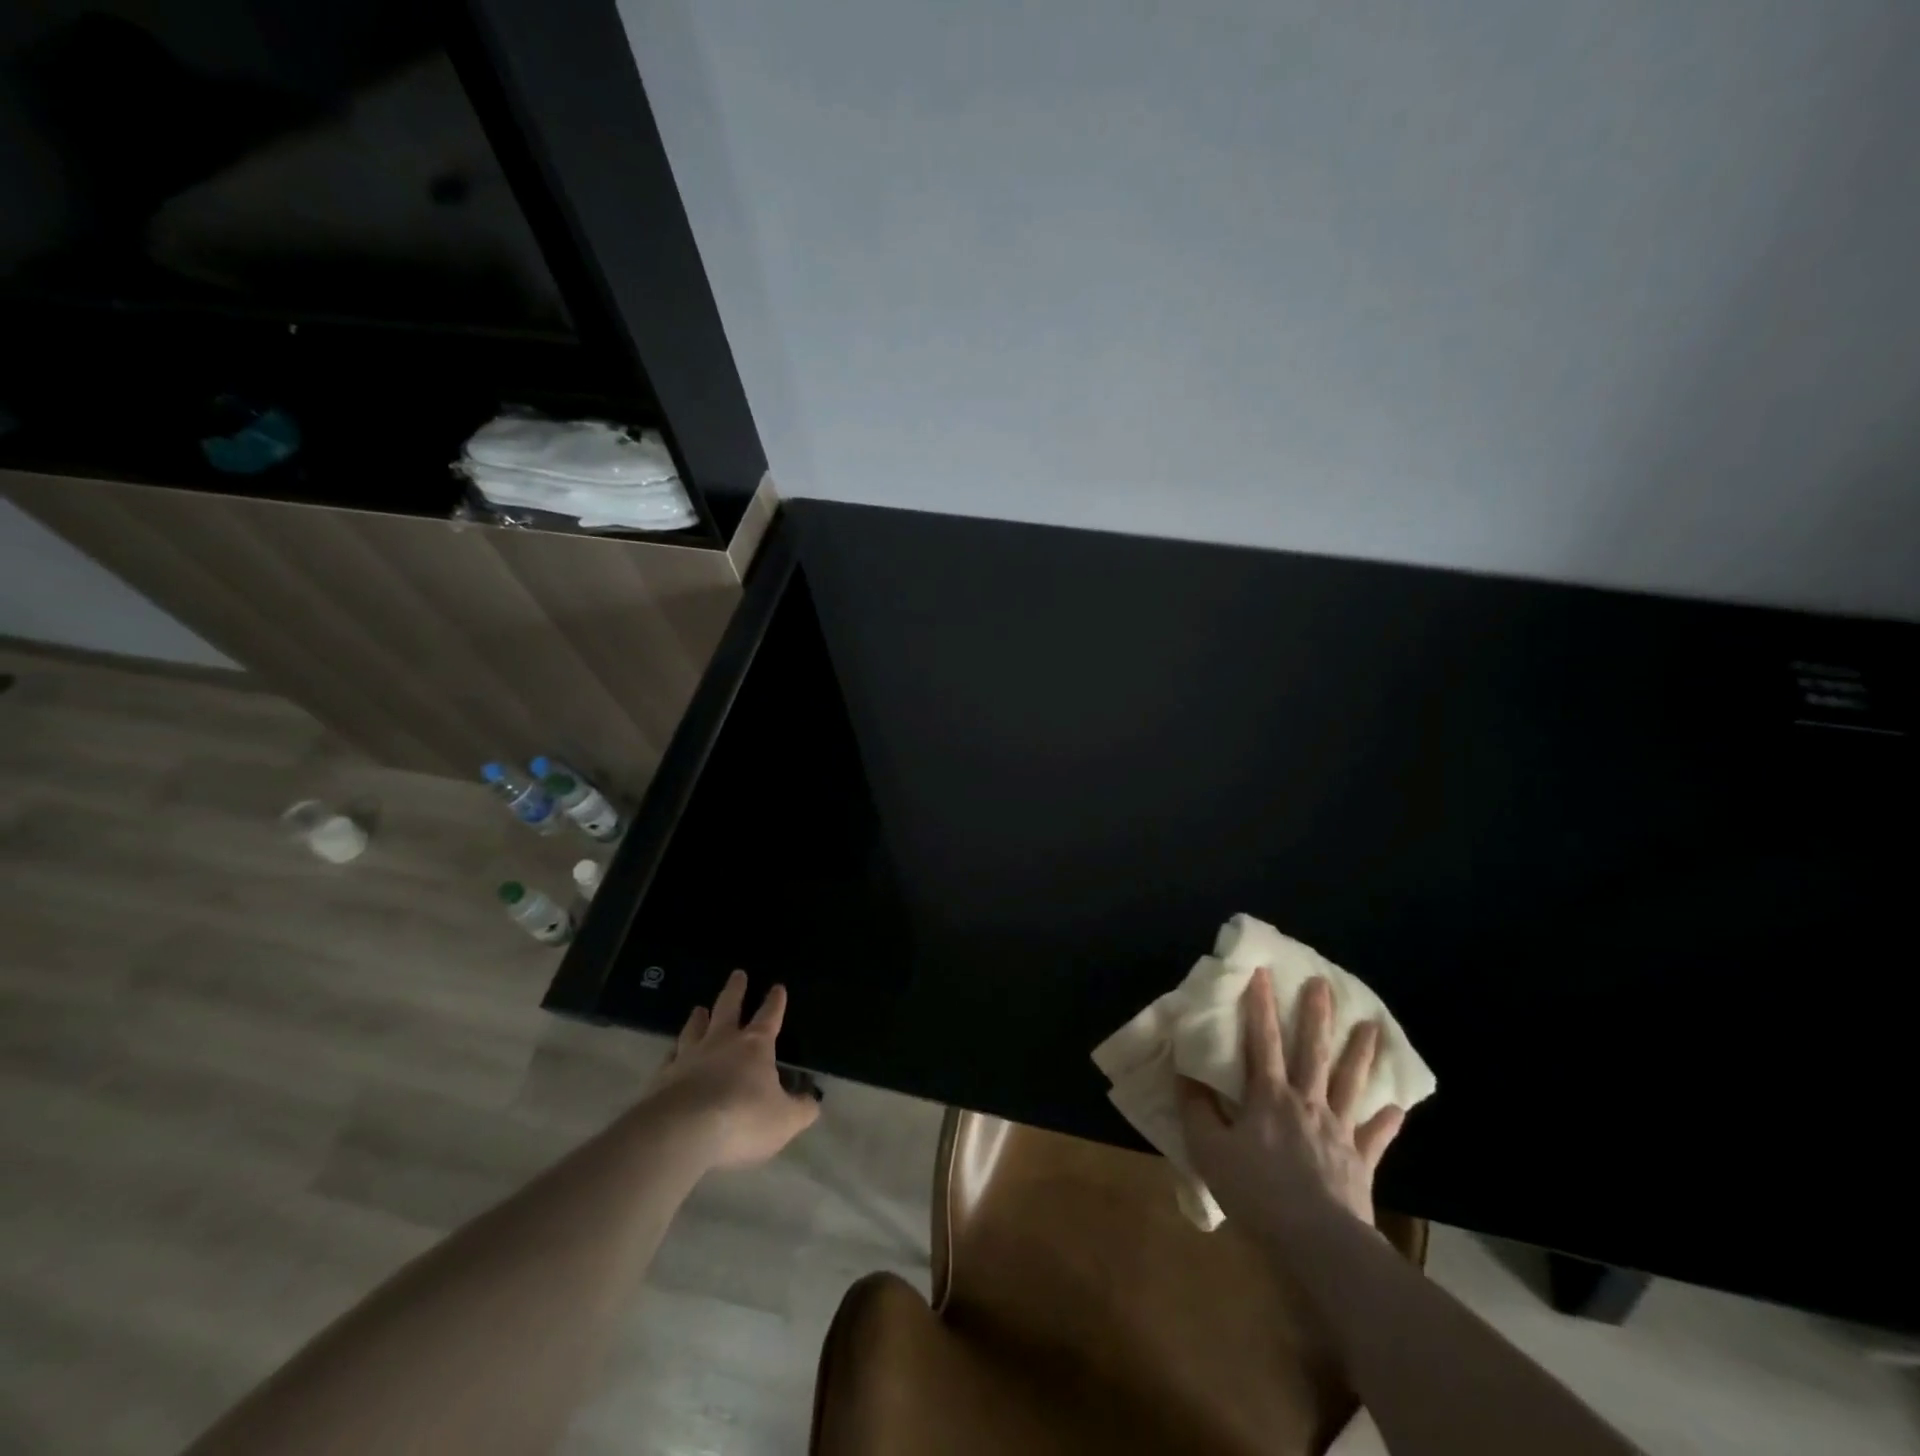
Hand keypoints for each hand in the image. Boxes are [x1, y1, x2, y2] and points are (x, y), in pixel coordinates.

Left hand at [645, 970, 820, 1170]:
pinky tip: (671, 1053)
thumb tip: (813, 1102)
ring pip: (694, 1029)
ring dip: (698, 1018)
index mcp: (755, 1046)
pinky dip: (673, 1053)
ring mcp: (689, 1058)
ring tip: (699, 1009)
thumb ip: (801, 1109)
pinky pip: (669, 1058)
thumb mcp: (784, 1120)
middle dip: (735, 990)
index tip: (777, 987)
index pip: (769, 1017)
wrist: (682, 1133)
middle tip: (737, 974)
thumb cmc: (743, 1119)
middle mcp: (721, 1043)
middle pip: (728, 1008)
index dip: (775, 1002)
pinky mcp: (662, 1079)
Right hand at [1178, 972, 1404, 1233]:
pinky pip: (1374, 1137)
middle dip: (1317, 1016)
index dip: (1260, 1005)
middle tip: (1323, 984)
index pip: (1262, 1041)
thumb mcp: (1210, 1151)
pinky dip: (1386, 1122)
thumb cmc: (1258, 1193)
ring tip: (1372, 1027)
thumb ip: (1197, 1111)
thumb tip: (1186, 1076)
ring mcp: (1338, 1131)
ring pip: (1350, 1084)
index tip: (1262, 972)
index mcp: (1268, 1097)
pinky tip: (1397, 1108)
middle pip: (1313, 1052)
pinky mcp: (1360, 1162)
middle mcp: (1306, 1103)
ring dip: (1360, 1054)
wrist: (1318, 1243)